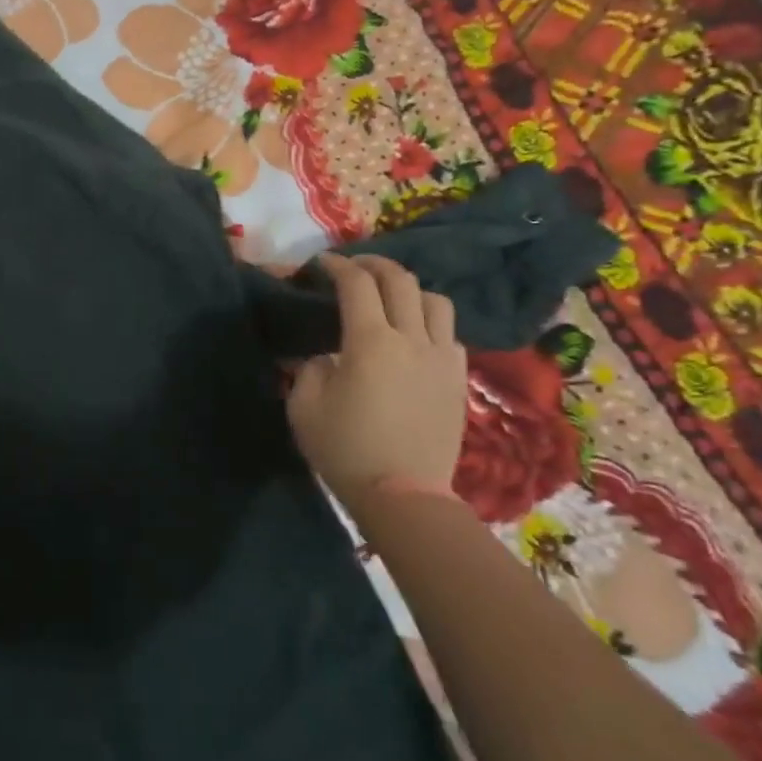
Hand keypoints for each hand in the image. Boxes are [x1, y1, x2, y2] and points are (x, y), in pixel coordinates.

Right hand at [286, 254, 466, 510]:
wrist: (403, 496)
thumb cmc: (346, 450)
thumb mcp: (304, 406)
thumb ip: (309, 369)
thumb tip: (324, 356)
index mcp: (370, 342)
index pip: (357, 283)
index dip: (337, 266)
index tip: (321, 265)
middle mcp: (411, 339)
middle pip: (399, 280)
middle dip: (373, 264)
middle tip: (353, 267)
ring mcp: (441, 357)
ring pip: (434, 300)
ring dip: (408, 289)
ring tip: (390, 299)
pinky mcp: (457, 378)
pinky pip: (449, 333)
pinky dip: (429, 322)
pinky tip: (414, 336)